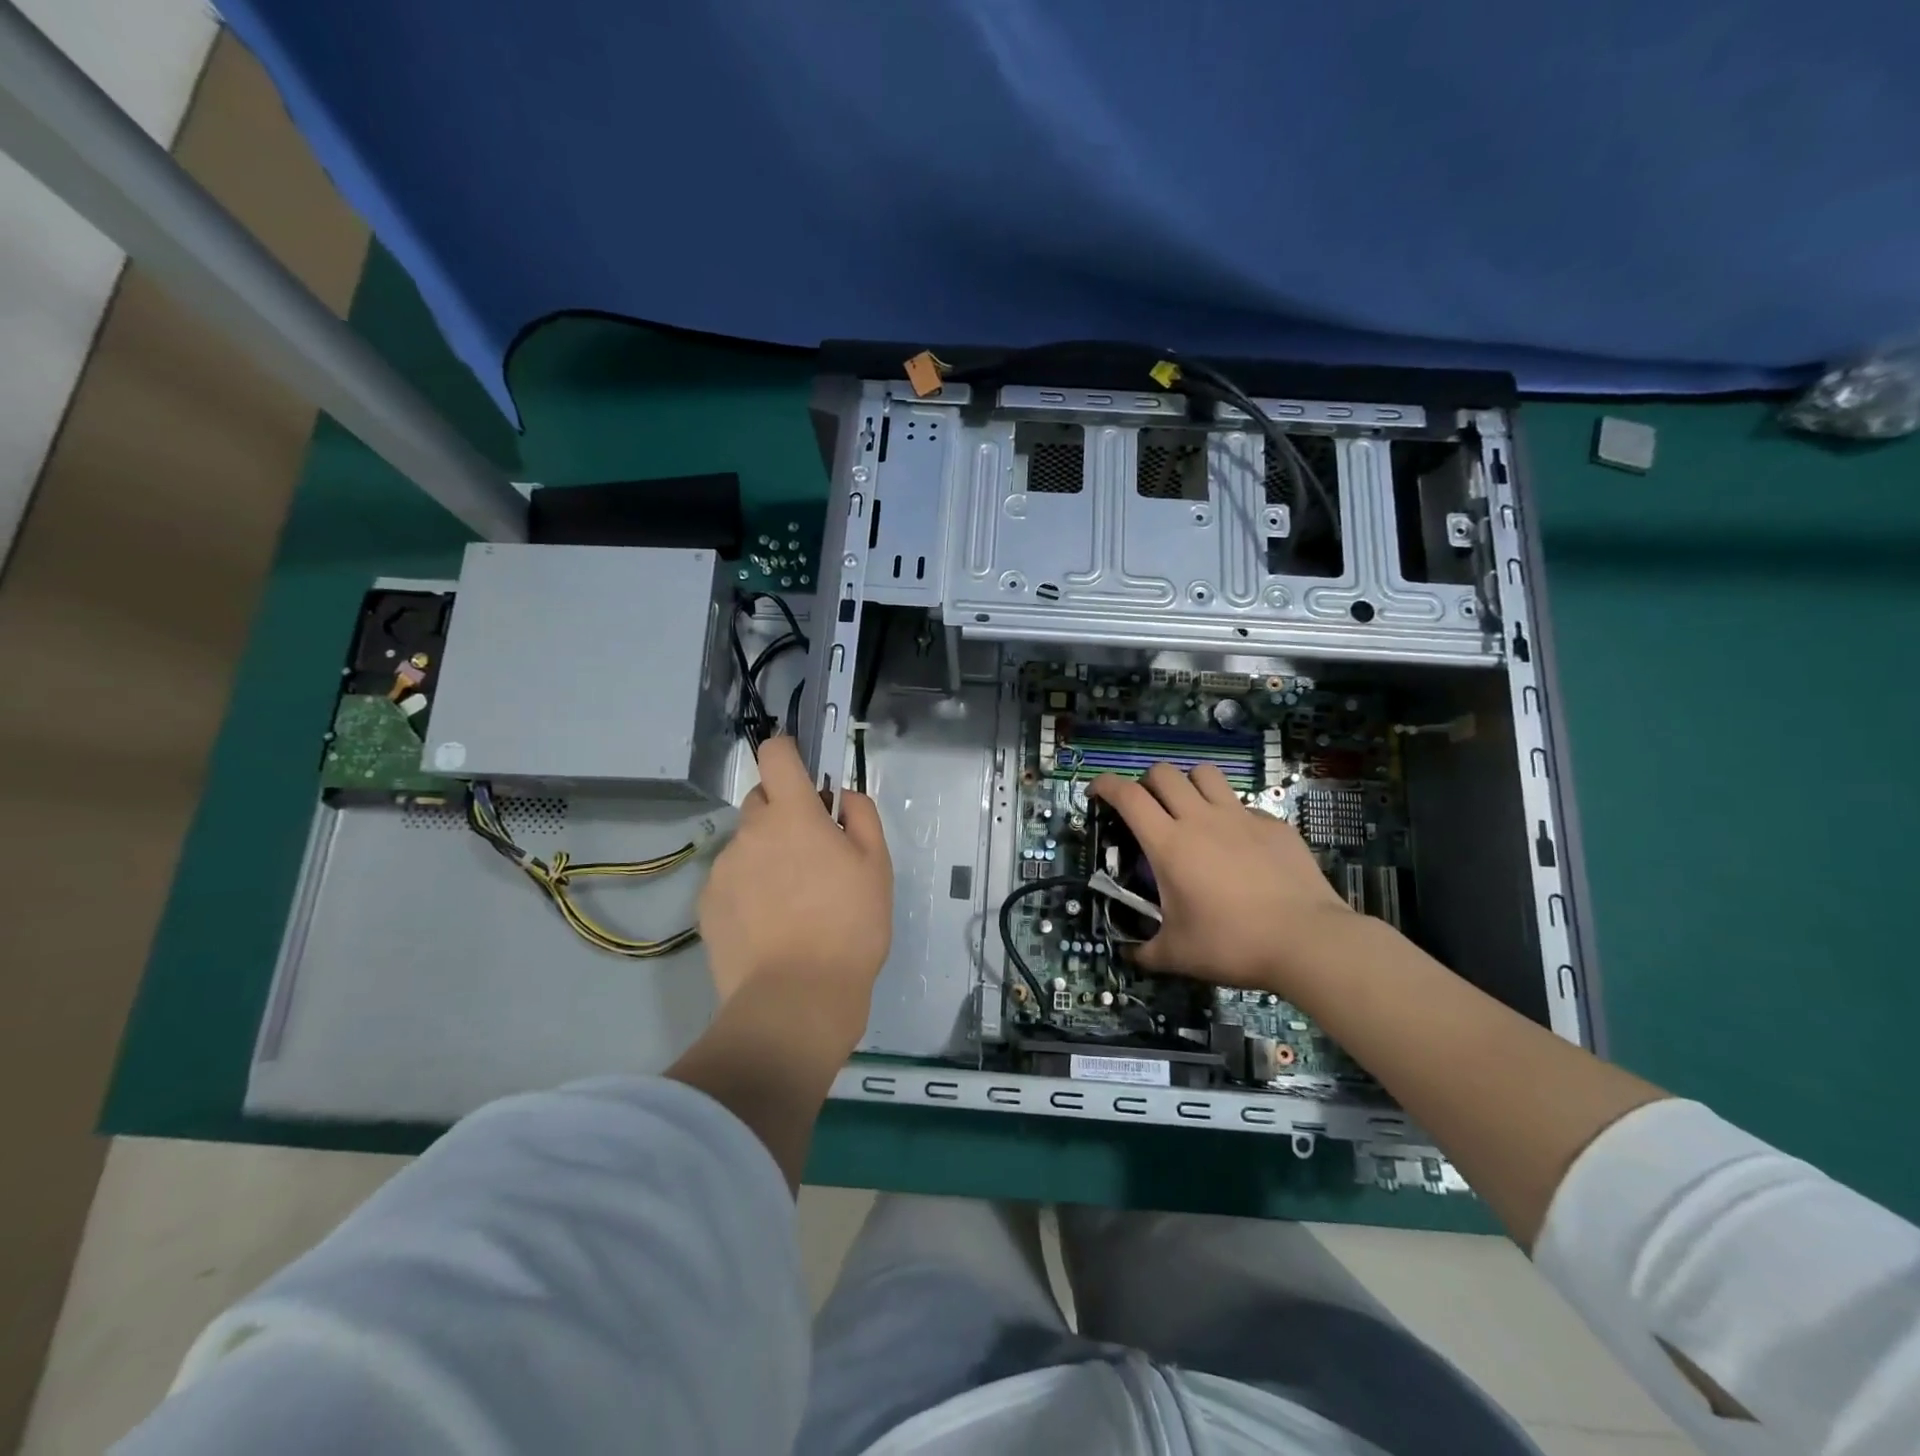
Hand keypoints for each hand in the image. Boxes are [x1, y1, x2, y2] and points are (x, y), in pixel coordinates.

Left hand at [699, 737, 891, 1053]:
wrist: (795, 999)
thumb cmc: (849, 926)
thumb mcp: (877, 866)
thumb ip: (861, 817)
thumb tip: (841, 796)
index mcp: (792, 815)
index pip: (776, 755)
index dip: (788, 752)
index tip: (804, 771)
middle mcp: (749, 833)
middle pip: (761, 800)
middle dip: (784, 813)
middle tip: (812, 854)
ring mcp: (722, 870)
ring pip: (746, 844)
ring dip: (766, 855)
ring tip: (793, 902)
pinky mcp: (707, 906)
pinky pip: (731, 880)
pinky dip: (748, 889)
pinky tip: (770, 925)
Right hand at [1090, 762, 1352, 991]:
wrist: (1307, 941)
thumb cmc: (1232, 944)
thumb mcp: (1178, 955)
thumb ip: (1147, 951)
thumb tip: (1131, 954)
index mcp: (1169, 844)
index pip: (1127, 796)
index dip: (1105, 786)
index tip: (1095, 793)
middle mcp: (1201, 819)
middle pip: (1164, 773)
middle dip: (1146, 783)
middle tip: (1146, 808)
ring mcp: (1241, 817)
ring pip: (1205, 774)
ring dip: (1188, 784)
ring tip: (1189, 809)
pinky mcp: (1274, 825)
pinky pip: (1242, 804)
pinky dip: (1229, 814)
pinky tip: (1237, 844)